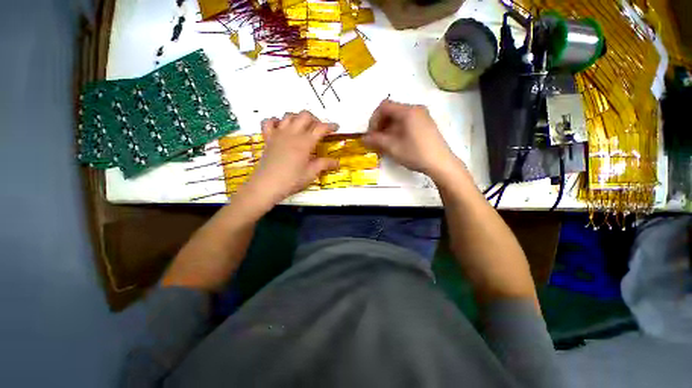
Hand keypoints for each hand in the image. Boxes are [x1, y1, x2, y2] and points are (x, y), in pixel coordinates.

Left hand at [241, 111, 338, 206]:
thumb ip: (325, 164)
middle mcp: (292, 134)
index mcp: (305, 142)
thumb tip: (337, 163)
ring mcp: (278, 134)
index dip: (330, 126)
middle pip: (305, 116)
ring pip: (288, 115)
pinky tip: (280, 127)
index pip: (320, 128)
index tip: (336, 127)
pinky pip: (268, 122)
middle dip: (315, 119)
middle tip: (319, 128)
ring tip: (303, 127)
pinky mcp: (268, 138)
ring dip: (298, 118)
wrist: (267, 185)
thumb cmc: (291, 180)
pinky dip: (275, 121)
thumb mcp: (311, 173)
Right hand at [363, 100, 459, 180]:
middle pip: (391, 111)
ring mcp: (422, 116)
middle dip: (380, 125)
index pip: (384, 107)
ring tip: (385, 143)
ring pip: (399, 118)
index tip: (371, 134)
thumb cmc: (415, 153)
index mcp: (408, 111)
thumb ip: (376, 140)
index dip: (374, 119)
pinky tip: (396, 143)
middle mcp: (416, 109)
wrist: (441, 163)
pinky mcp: (426, 124)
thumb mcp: (393, 148)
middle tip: (376, 140)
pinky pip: (407, 122)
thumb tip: (363, 138)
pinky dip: (397, 130)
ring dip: (388, 128)